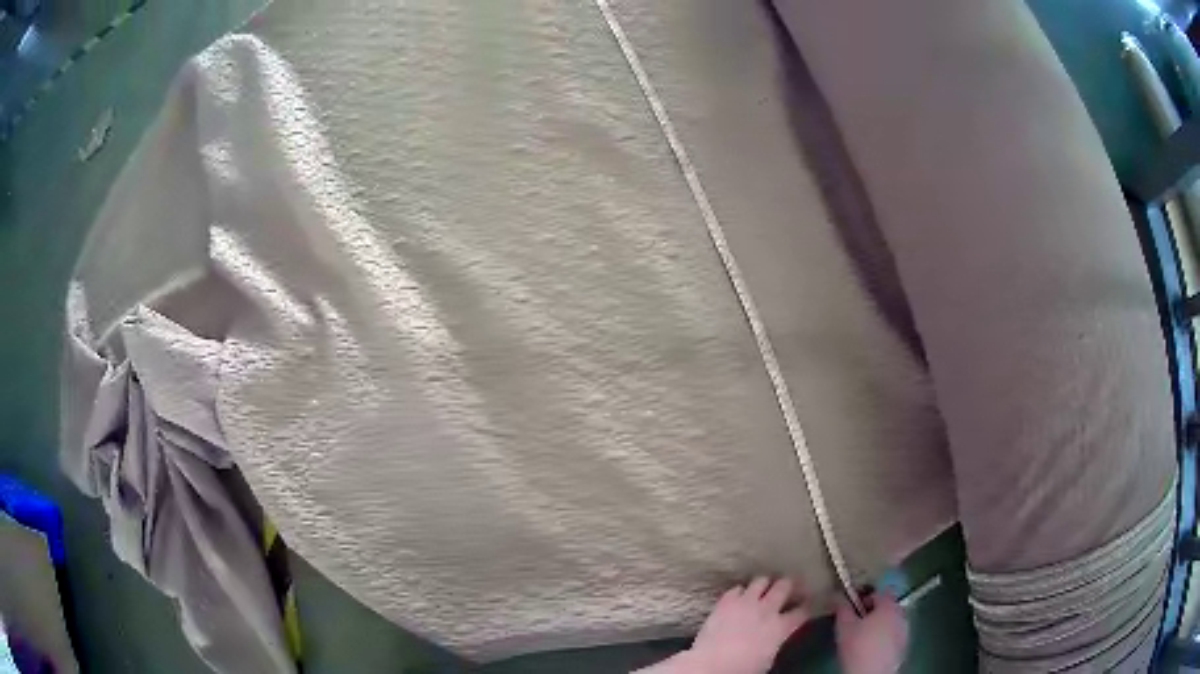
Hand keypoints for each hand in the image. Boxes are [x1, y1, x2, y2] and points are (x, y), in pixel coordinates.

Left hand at [683, 577, 807, 673]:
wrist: (714, 663)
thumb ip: (775, 641)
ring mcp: (746, 602)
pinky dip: (739, 591)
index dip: (806, 606)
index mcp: (781, 627)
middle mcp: (767, 610)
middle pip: (784, 587)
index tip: (806, 603)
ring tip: (763, 586)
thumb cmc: (744, 668)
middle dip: (787, 585)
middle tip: (787, 586)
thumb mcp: (768, 658)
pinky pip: (736, 589)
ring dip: (763, 584)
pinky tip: (738, 596)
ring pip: (761, 581)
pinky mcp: (726, 602)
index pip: (802, 611)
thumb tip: (774, 636)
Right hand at [835, 591, 907, 673]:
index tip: (853, 608)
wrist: (872, 672)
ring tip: (864, 636)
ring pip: (891, 621)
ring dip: (880, 624)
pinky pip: (894, 634)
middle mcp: (901, 614)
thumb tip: (839, 597)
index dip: (865, 597)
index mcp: (889, 605)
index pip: (879, 592)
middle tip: (857, 622)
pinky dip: (885, 637)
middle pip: (887, 606)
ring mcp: (905, 630)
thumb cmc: (858, 646)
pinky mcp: (904, 645)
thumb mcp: (844, 626)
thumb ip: (842, 608)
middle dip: (873, 612)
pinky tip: (872, 648)